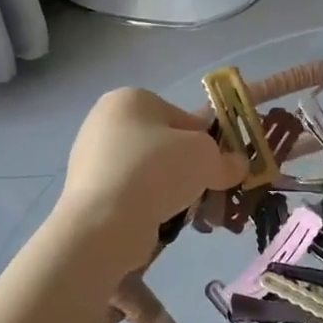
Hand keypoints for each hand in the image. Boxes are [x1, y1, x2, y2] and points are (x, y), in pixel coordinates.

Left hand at [58, 89, 244, 260]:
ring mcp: (92, 158)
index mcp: (131, 99)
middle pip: (166, 145)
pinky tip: (162, 222)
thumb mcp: (206, 157)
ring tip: (189, 213)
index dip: (208, 142)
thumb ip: (226, 159)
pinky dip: (150, 205)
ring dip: (173, 190)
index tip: (220, 166)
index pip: (183, 117)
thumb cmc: (156, 171)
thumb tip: (235, 166)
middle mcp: (106, 122)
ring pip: (150, 172)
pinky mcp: (88, 191)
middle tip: (207, 190)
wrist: (104, 223)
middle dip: (190, 169)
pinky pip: (132, 193)